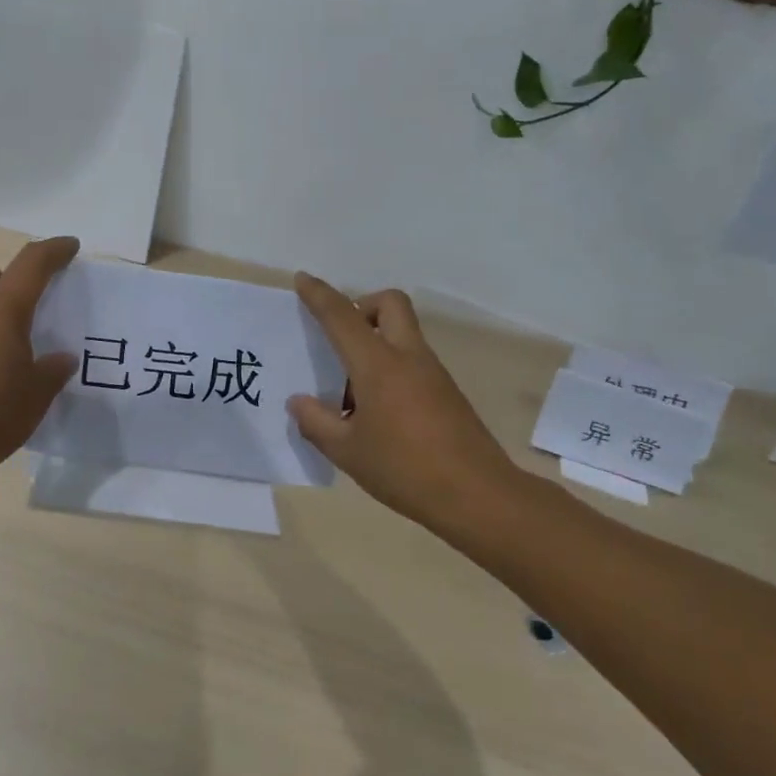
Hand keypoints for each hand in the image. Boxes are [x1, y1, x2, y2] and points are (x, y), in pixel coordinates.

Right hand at [289, 273, 516, 526]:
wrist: (477, 496)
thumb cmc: (404, 469)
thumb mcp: (347, 451)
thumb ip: (317, 423)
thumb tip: (299, 402)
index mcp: (379, 365)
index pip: (343, 317)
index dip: (320, 295)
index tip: (303, 279)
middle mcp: (408, 357)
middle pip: (390, 304)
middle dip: (363, 305)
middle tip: (341, 338)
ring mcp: (433, 373)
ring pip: (403, 333)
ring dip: (376, 342)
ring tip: (350, 394)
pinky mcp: (447, 392)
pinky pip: (412, 361)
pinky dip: (390, 368)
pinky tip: (377, 413)